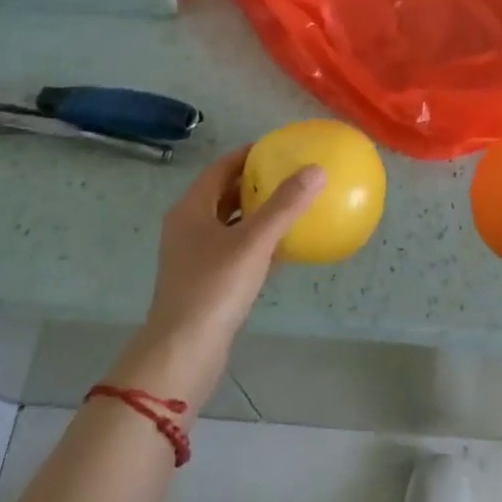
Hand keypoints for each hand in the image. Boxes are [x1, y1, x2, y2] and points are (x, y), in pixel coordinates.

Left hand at [116, 148, 323, 404]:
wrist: (184, 353)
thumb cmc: (213, 289)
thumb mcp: (253, 242)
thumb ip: (285, 206)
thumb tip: (317, 170)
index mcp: (191, 209)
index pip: (221, 168)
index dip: (249, 155)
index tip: (280, 148)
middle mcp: (189, 228)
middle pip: (225, 194)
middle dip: (257, 183)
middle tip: (292, 175)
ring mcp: (196, 258)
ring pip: (232, 224)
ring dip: (259, 214)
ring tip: (294, 206)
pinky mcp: (207, 283)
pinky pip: (237, 252)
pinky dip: (259, 244)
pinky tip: (287, 249)